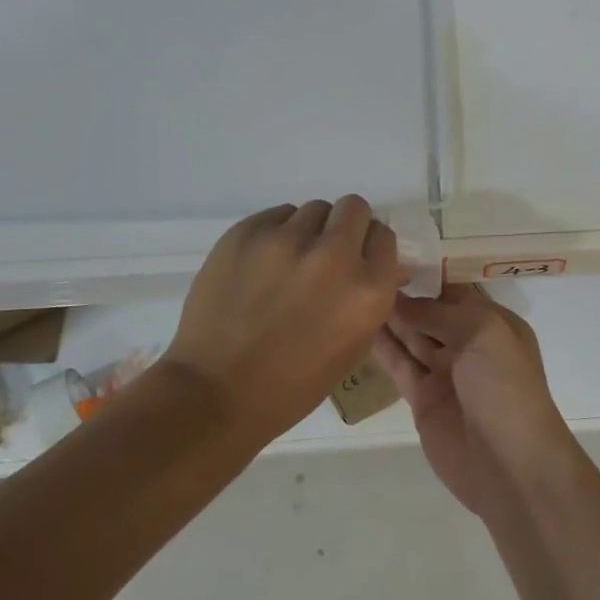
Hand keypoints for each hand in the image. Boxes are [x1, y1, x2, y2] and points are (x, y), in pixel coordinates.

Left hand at [165, 197, 401, 441]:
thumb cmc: (294, 383)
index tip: (354, 260)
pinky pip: (276, 216)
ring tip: (287, 263)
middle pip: (353, 208)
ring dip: (309, 231)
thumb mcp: (354, 345)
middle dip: (344, 227)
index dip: (369, 247)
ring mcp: (288, 240)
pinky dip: (275, 234)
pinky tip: (260, 267)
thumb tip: (381, 263)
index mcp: (369, 290)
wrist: (216, 392)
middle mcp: (335, 255)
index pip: (383, 236)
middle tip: (325, 253)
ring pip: (312, 210)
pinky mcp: (247, 232)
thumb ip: (371, 296)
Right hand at [371, 284, 577, 515]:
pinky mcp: (422, 399)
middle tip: (360, 269)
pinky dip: (381, 347)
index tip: (390, 253)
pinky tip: (355, 326)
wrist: (510, 464)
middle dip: (403, 293)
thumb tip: (401, 298)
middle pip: (430, 312)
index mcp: (494, 323)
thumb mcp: (482, 333)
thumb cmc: (505, 387)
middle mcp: (470, 343)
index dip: (427, 274)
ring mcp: (445, 372)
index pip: (455, 289)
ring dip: (388, 316)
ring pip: (411, 336)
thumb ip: (438, 313)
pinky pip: (399, 365)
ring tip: (351, 290)